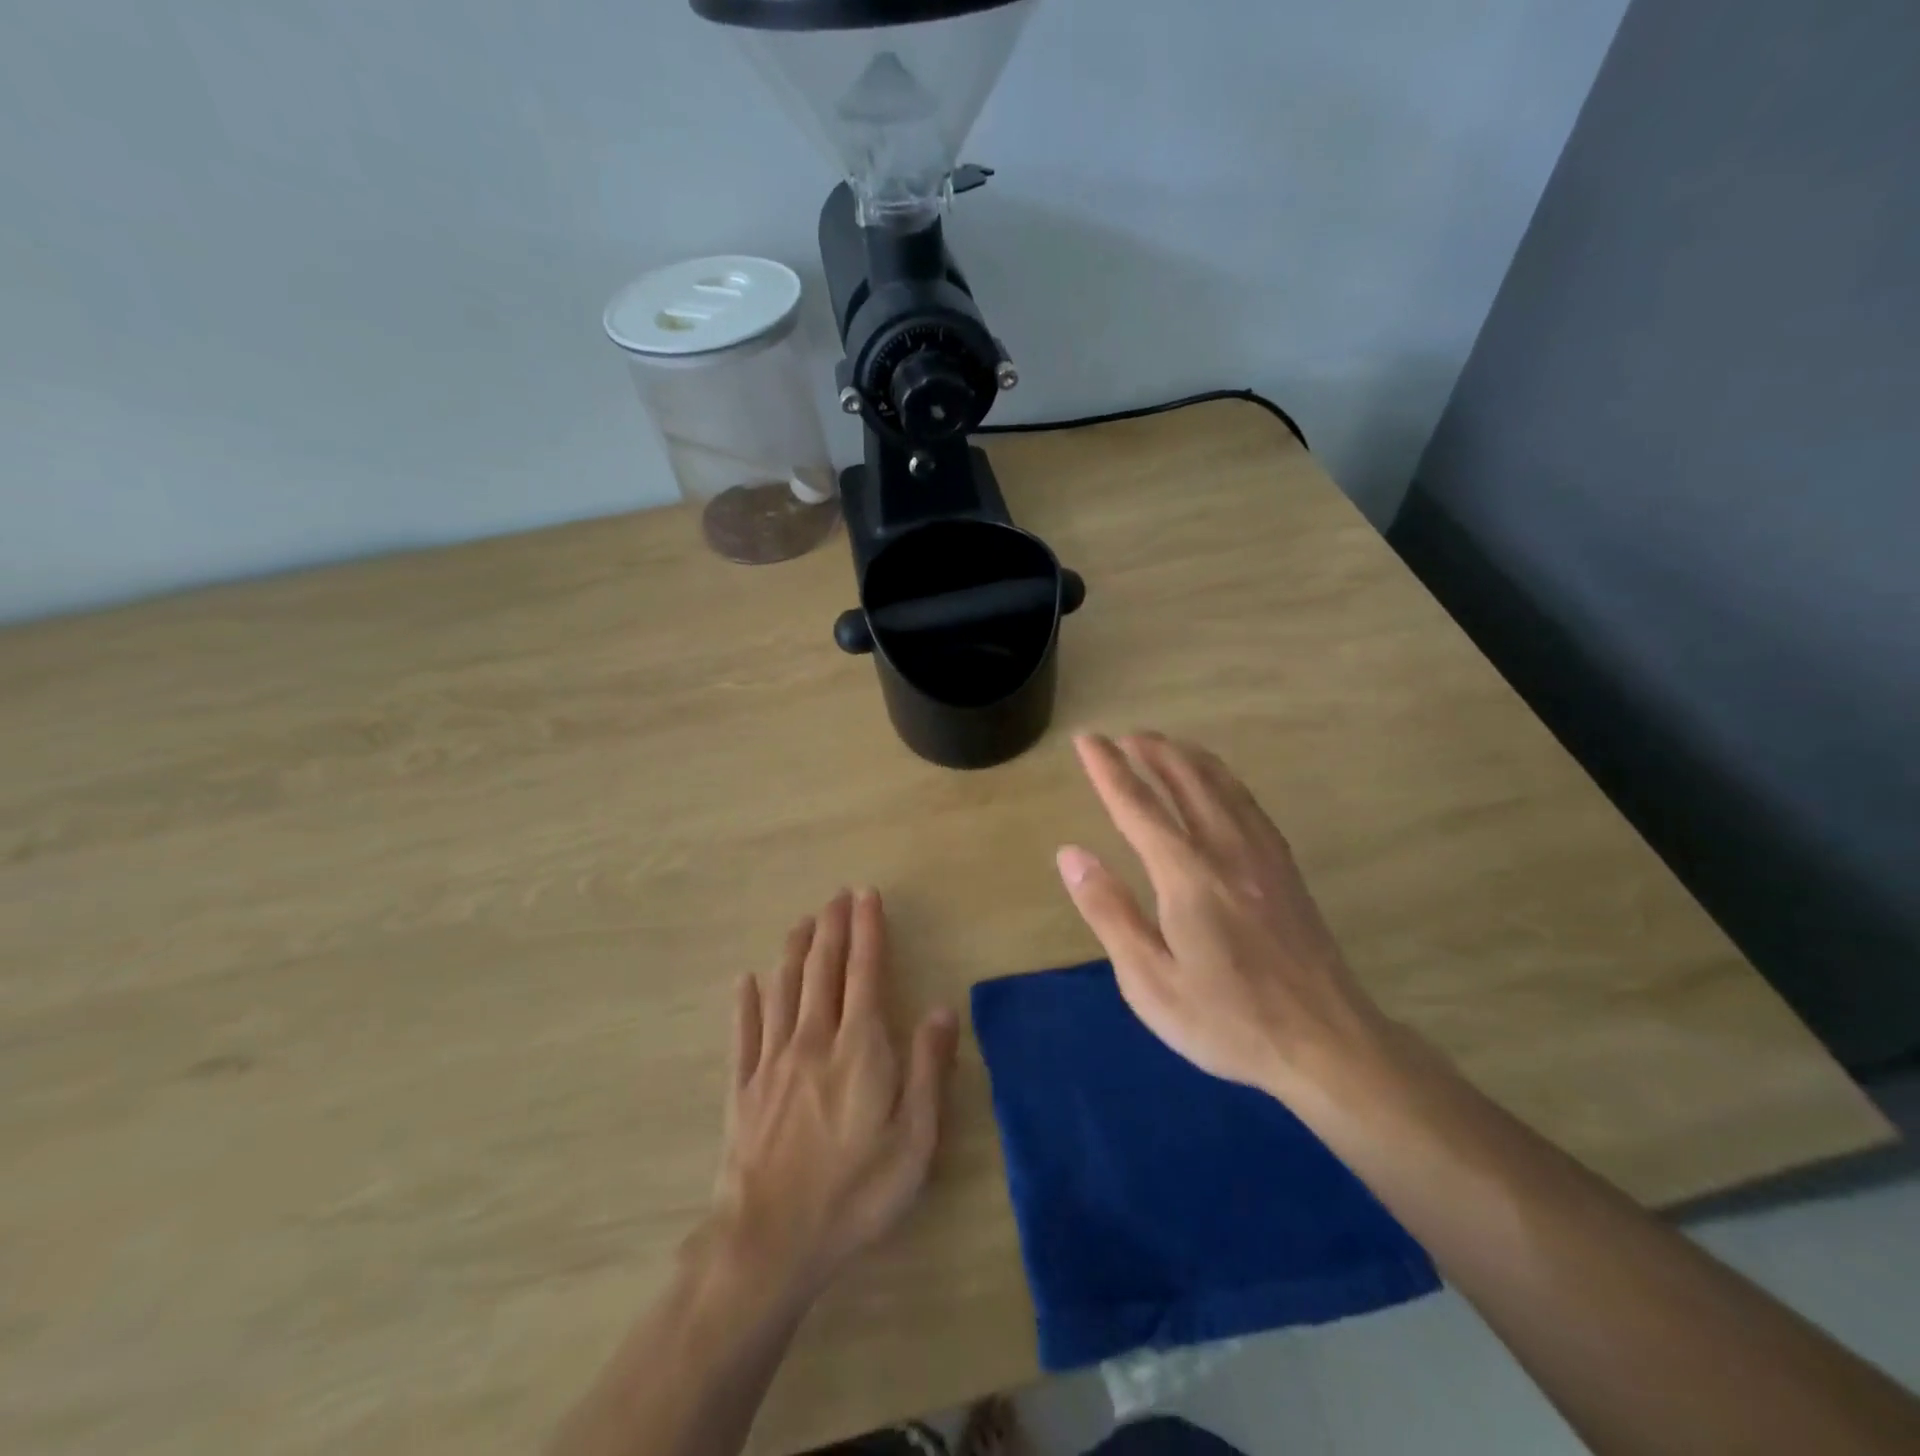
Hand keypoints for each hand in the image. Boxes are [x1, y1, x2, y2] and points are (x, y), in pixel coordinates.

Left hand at [710, 889, 959, 1302]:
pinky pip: (744, 1033)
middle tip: (836, 896)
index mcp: (858, 1048)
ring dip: (793, 951)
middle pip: (822, 970)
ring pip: (783, 990)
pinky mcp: (743, 1088)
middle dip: (832, 928)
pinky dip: (746, 1002)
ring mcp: (772, 1062)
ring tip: (802, 922)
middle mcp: (813, 1040)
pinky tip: (745, 981)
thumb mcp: (914, 1140)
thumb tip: (942, 1008)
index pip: (864, 972)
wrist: (770, 1243)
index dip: (867, 930)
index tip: (866, 896)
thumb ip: (927, 1068)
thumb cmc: (855, 1192)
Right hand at [1056, 733, 1391, 1098]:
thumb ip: (1109, 911)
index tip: (1087, 740)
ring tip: (1165, 745)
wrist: (1327, 1043)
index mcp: (1187, 875)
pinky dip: (1224, 779)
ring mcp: (1263, 856)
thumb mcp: (1150, 980)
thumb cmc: (1227, 1019)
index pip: (1138, 805)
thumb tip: (1071, 853)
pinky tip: (1220, 785)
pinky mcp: (1286, 869)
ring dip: (1188, 757)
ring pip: (1222, 784)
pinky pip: (1249, 804)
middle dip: (1152, 751)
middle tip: (1125, 736)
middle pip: (1186, 780)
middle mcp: (1226, 850)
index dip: (1108, 768)